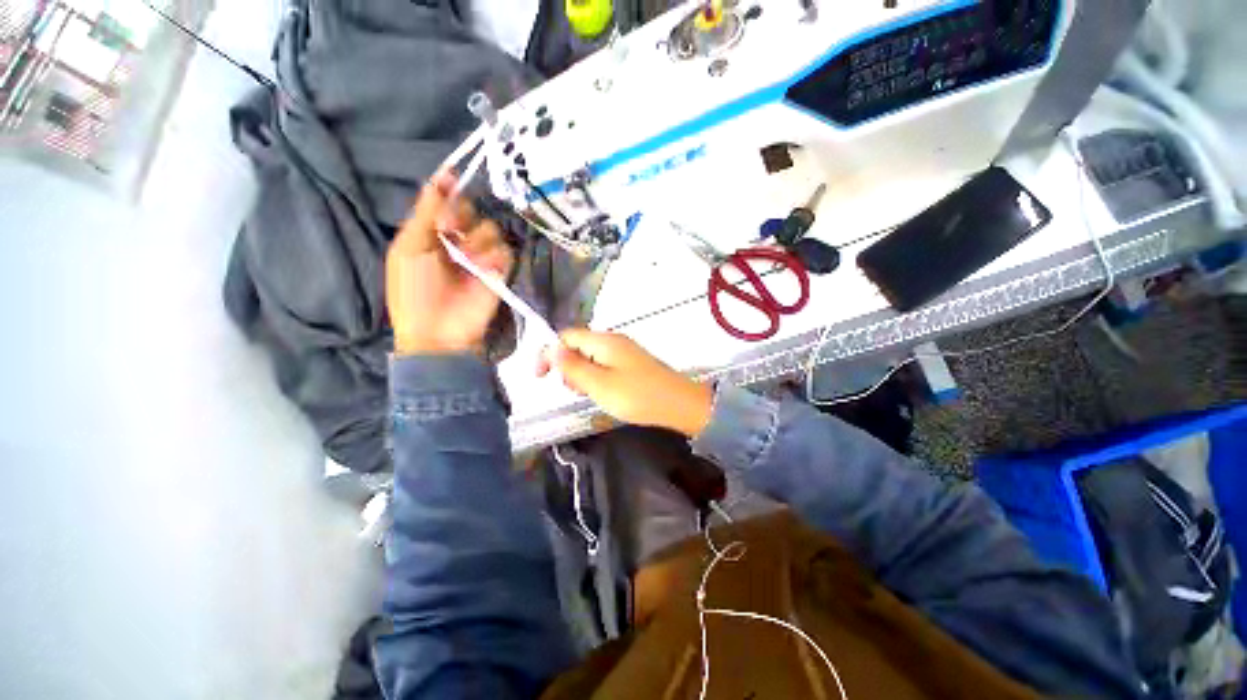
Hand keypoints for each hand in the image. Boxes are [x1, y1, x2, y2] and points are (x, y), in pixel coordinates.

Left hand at [387, 172, 513, 355]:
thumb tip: (439, 177)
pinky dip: (494, 255)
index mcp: (431, 234)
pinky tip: (482, 268)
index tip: (452, 176)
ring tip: (467, 259)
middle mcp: (458, 241)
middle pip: (471, 210)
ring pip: (491, 228)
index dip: (449, 190)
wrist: (438, 332)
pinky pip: (505, 250)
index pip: (446, 203)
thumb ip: (425, 213)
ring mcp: (481, 257)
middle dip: (462, 214)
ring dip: (478, 239)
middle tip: (451, 229)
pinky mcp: (500, 271)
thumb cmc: (414, 290)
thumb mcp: (409, 249)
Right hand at [539, 329, 712, 437]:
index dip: (549, 353)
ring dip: (582, 374)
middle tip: (575, 390)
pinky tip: (604, 393)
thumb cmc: (638, 395)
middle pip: (578, 346)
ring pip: (591, 357)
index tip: (540, 378)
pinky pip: (604, 365)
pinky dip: (596, 378)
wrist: (679, 404)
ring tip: (590, 394)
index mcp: (604, 341)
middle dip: (567, 366)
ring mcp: (624, 351)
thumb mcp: (600, 385)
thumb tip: (551, 349)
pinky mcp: (631, 364)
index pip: (566, 336)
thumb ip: (573, 367)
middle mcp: (613, 340)